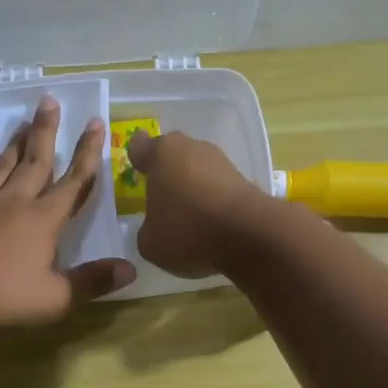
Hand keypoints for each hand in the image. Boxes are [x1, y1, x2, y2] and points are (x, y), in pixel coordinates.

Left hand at [0, 98, 135, 328]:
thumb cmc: (2, 295)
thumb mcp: (56, 298)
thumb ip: (92, 282)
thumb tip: (130, 269)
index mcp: (44, 220)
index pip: (74, 181)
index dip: (88, 152)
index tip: (95, 122)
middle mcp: (15, 202)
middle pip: (36, 161)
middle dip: (46, 131)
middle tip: (49, 101)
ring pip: (2, 166)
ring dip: (15, 145)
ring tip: (22, 124)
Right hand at [126, 129, 275, 277]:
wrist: (251, 235)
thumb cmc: (188, 231)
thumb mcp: (150, 242)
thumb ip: (146, 230)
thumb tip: (156, 228)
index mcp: (162, 153)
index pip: (140, 146)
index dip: (137, 159)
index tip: (138, 175)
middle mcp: (192, 147)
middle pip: (173, 155)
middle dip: (167, 173)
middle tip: (161, 200)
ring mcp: (222, 161)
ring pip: (198, 170)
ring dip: (193, 188)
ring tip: (188, 218)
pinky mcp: (245, 179)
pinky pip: (218, 188)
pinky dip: (213, 201)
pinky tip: (211, 224)